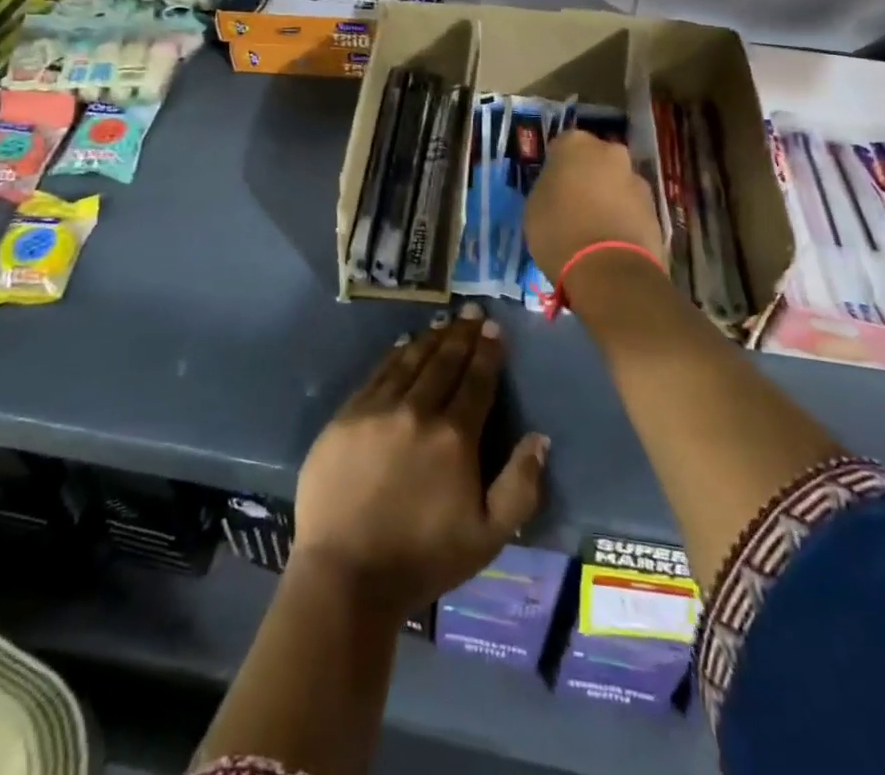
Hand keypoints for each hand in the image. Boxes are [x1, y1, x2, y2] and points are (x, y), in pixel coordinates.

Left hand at [294, 305, 549, 613]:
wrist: (346, 573)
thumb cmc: (423, 558)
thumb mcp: (489, 537)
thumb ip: (520, 486)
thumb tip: (538, 438)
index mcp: (455, 437)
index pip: (477, 381)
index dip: (488, 352)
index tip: (494, 328)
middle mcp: (418, 410)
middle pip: (444, 361)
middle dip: (462, 334)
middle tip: (472, 311)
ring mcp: (378, 408)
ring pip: (410, 360)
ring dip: (431, 338)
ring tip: (444, 322)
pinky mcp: (347, 414)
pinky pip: (378, 373)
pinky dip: (395, 354)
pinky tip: (403, 344)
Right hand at [525, 130, 664, 288]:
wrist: (609, 269)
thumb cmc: (559, 230)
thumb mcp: (534, 206)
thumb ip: (548, 187)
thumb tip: (559, 188)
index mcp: (576, 144)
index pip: (561, 147)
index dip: (555, 167)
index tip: (551, 187)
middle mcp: (611, 152)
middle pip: (594, 161)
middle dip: (586, 177)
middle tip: (572, 204)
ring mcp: (637, 180)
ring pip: (616, 184)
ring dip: (607, 198)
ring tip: (592, 229)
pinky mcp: (656, 209)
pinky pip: (631, 209)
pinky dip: (622, 219)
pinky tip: (610, 242)